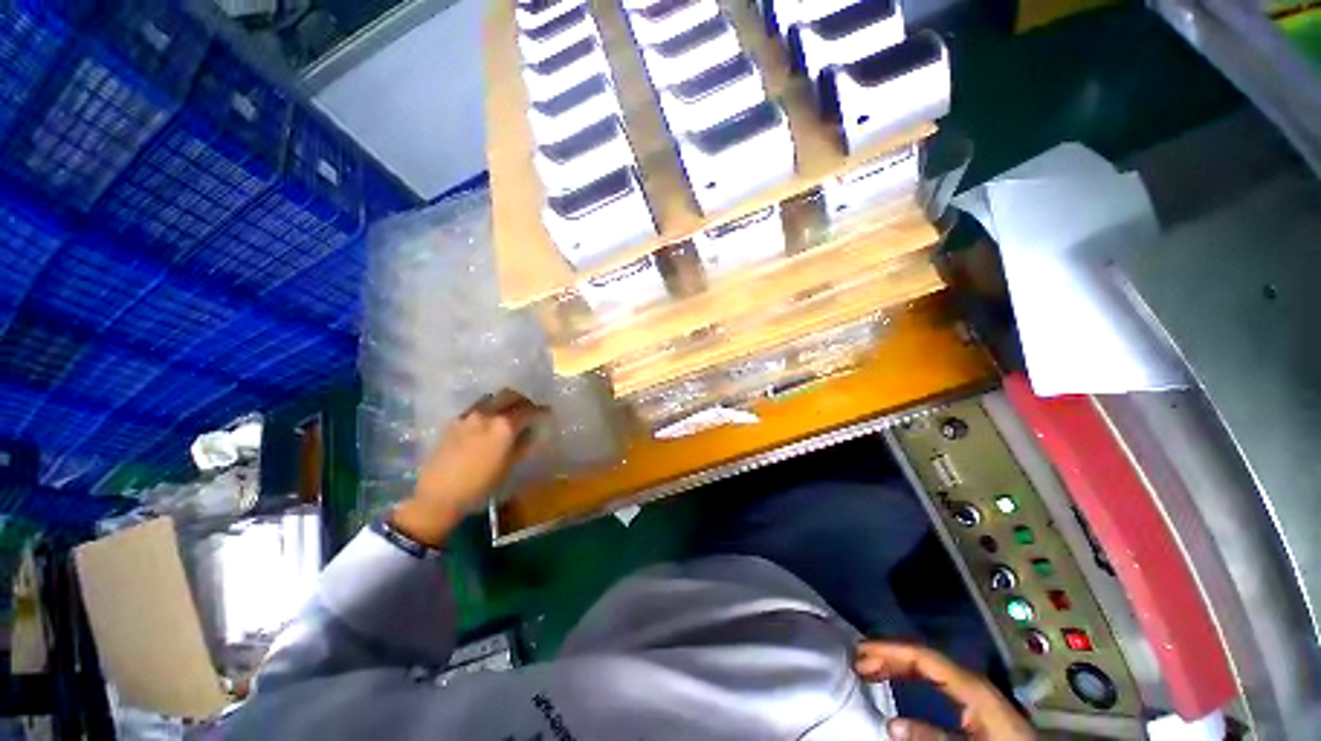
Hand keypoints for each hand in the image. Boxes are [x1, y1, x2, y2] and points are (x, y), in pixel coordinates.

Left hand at [390, 389, 548, 546]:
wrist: (438, 495)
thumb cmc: (480, 485)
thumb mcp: (509, 466)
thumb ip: (523, 444)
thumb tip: (532, 430)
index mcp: (504, 425)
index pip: (529, 410)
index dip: (541, 410)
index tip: (548, 413)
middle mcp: (487, 414)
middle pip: (510, 395)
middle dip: (523, 400)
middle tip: (529, 410)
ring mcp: (468, 415)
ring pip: (492, 398)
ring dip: (504, 402)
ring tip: (508, 414)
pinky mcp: (454, 421)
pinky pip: (476, 407)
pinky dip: (488, 409)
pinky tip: (487, 423)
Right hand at [854, 641, 1035, 740]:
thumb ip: (933, 735)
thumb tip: (891, 724)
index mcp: (969, 685)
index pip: (922, 656)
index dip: (889, 650)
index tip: (860, 652)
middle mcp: (968, 678)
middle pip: (921, 655)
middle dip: (887, 653)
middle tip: (857, 659)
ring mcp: (971, 686)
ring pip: (925, 663)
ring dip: (895, 662)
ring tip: (869, 665)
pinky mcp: (972, 698)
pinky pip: (933, 675)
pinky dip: (909, 672)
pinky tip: (897, 677)